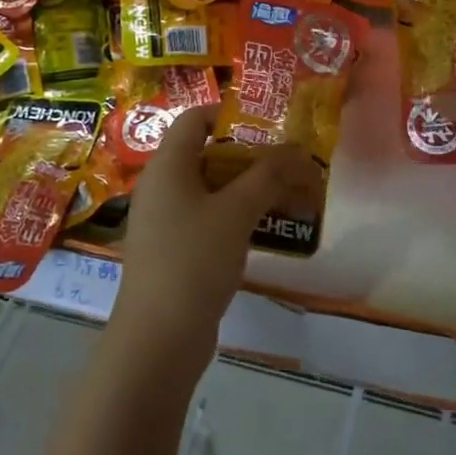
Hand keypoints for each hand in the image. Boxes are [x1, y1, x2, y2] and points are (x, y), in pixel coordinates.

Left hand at [112, 107, 320, 362]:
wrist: (158, 339)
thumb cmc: (194, 260)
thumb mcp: (236, 212)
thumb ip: (268, 176)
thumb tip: (297, 151)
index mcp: (167, 165)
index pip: (195, 118)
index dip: (231, 115)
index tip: (270, 128)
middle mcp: (162, 185)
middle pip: (208, 153)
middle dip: (252, 157)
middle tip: (291, 165)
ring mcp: (165, 219)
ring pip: (212, 188)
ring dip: (250, 189)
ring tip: (290, 197)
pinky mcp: (174, 249)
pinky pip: (208, 217)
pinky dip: (237, 216)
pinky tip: (267, 229)